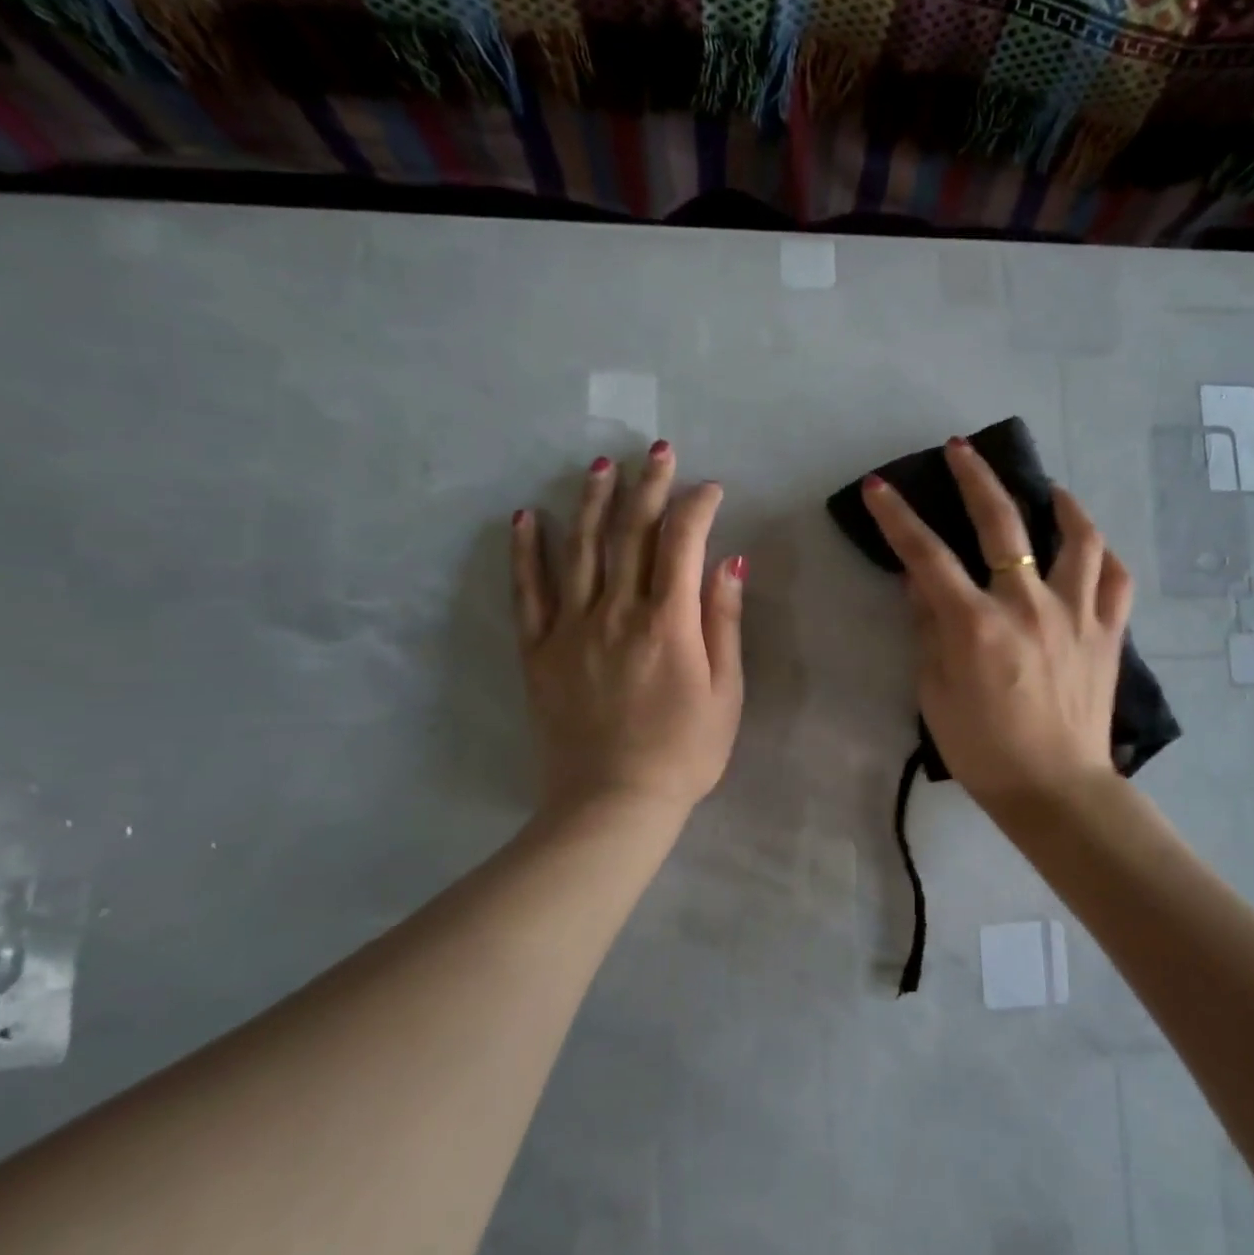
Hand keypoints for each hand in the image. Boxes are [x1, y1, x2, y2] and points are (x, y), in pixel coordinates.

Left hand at [511, 443, 745, 819]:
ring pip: (579, 550)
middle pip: (630, 534)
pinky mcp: (539, 651)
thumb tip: (729, 563)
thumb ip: (723, 623)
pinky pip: (528, 592)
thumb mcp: (725, 692)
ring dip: (590, 502)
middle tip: (656, 451)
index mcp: (668, 623)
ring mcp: (571, 628)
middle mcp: (617, 612)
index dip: (697, 507)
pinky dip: (525, 552)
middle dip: (647, 486)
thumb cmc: (684, 752)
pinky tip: (524, 518)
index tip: (710, 489)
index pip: (682, 543)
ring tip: (599, 466)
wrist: (613, 804)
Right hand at [860, 437, 1131, 816]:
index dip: (898, 517)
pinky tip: (1088, 548)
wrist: (1056, 790)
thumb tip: (921, 585)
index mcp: (976, 624)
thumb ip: (928, 631)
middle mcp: (1028, 605)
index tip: (880, 487)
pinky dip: (1102, 556)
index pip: (927, 556)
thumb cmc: (984, 750)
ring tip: (1048, 489)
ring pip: (1077, 538)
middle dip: (976, 478)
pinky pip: (1115, 580)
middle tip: (961, 449)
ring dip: (1060, 503)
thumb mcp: (935, 694)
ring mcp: (1076, 615)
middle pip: (1001, 522)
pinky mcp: (1108, 633)